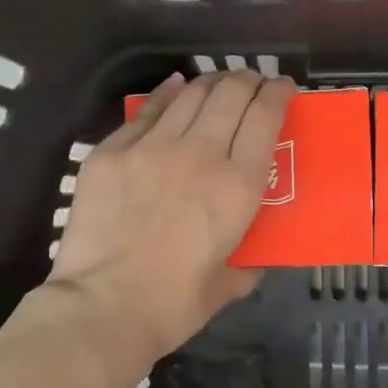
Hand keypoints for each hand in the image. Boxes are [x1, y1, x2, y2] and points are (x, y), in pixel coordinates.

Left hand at [47, 69, 296, 364]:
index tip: (284, 89)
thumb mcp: (226, 286)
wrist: (103, 306)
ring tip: (218, 86)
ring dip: (212, 83)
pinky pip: (147, 111)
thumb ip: (245, 266)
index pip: (265, 117)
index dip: (279, 93)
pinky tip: (175, 89)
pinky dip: (168, 94)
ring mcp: (152, 147)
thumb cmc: (173, 305)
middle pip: (231, 93)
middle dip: (249, 80)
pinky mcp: (112, 151)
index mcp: (238, 186)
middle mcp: (200, 153)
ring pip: (190, 94)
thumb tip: (248, 262)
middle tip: (253, 85)